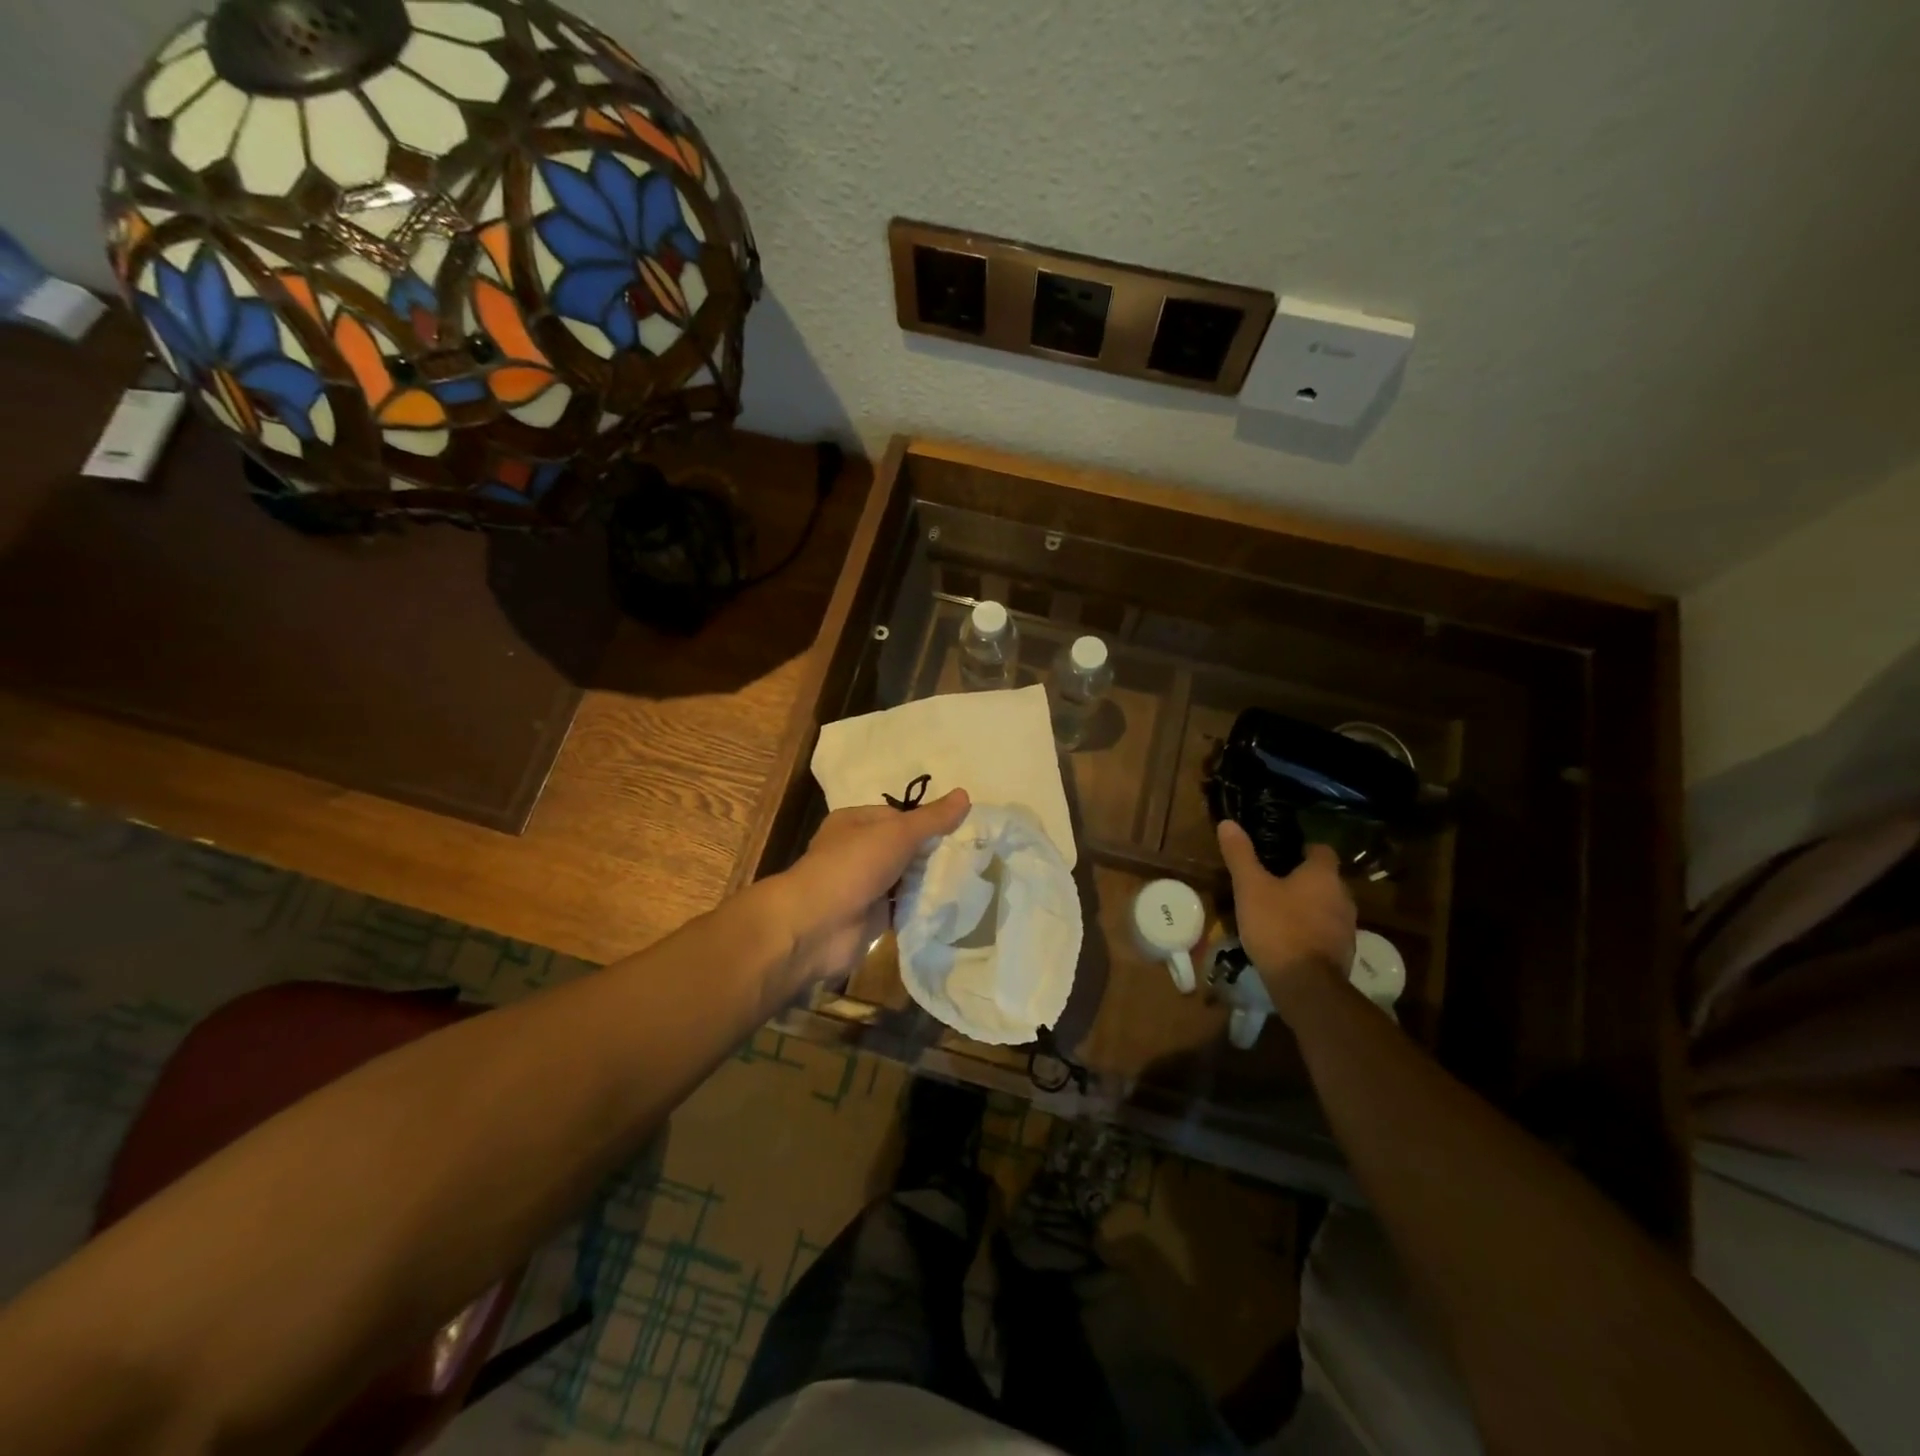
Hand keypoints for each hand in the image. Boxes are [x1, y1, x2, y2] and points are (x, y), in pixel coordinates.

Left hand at [769, 789, 970, 988]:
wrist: (816, 926)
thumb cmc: (852, 866)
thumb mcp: (897, 833)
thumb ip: (931, 819)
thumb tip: (966, 795)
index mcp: (855, 822)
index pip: (899, 816)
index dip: (927, 822)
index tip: (960, 830)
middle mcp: (857, 852)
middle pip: (904, 848)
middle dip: (931, 853)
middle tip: (970, 856)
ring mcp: (864, 886)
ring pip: (905, 879)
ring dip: (928, 882)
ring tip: (968, 880)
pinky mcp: (871, 918)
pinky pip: (903, 908)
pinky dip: (921, 908)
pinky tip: (949, 906)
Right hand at [1217, 820, 1357, 1006]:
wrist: (1306, 984)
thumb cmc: (1278, 926)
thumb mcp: (1250, 887)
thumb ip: (1240, 855)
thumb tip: (1228, 823)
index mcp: (1323, 875)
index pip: (1321, 849)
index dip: (1302, 849)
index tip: (1279, 854)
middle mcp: (1343, 896)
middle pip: (1324, 878)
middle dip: (1302, 879)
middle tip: (1272, 882)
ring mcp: (1347, 926)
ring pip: (1326, 906)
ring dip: (1307, 906)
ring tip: (1277, 911)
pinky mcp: (1344, 951)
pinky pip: (1326, 931)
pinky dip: (1310, 930)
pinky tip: (1288, 939)